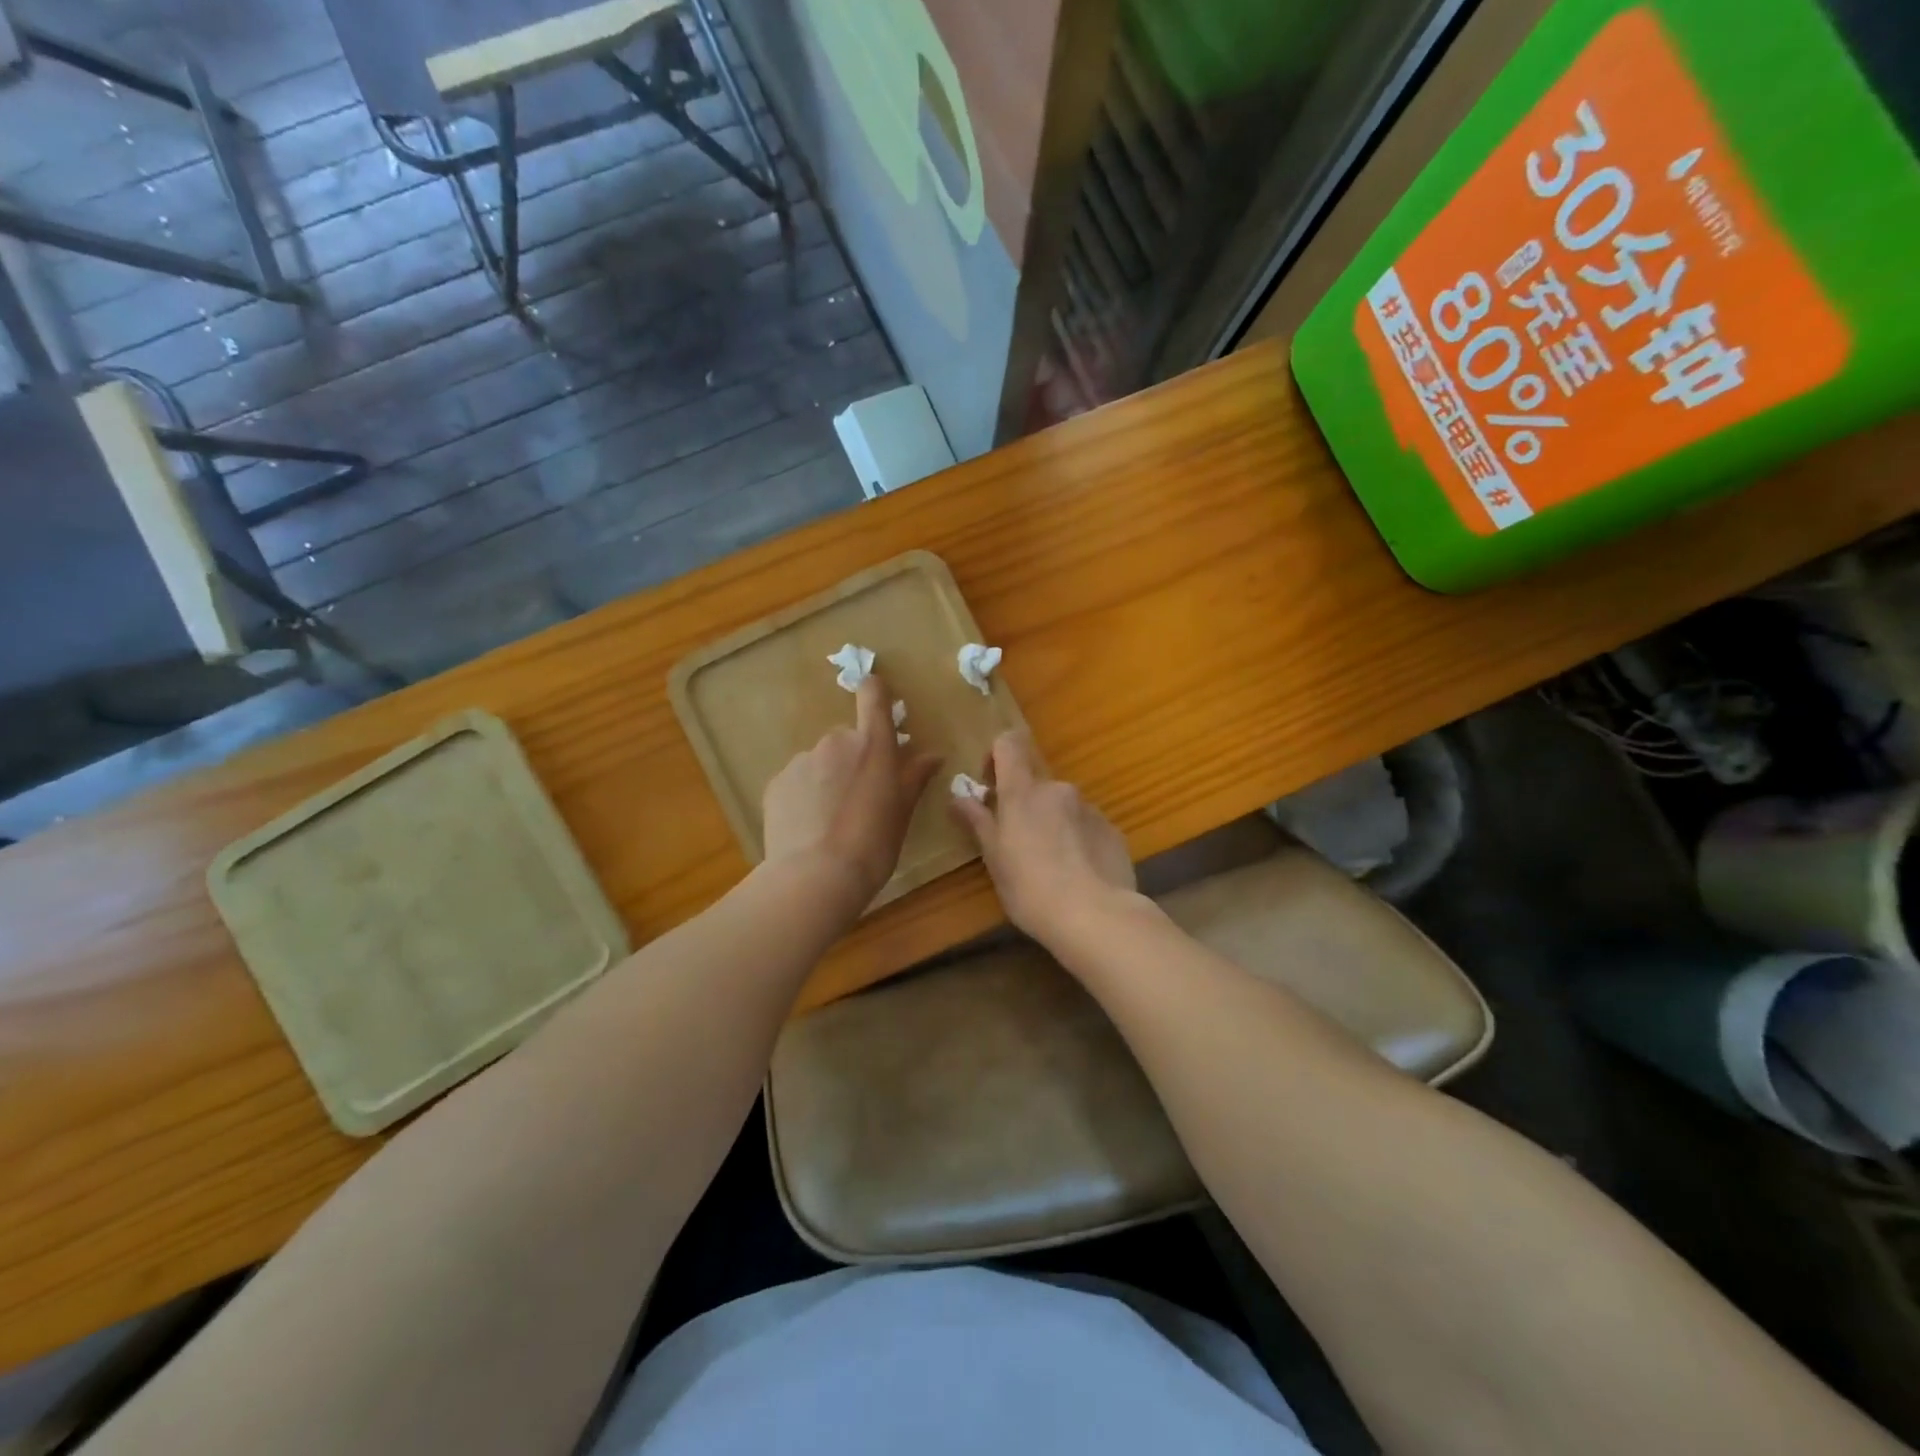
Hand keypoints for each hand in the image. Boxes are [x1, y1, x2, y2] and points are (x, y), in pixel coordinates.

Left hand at [762, 674, 940, 905]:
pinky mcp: (777, 783)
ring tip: (832, 821)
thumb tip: (933, 755)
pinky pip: (797, 782)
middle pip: (847, 739)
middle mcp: (835, 742)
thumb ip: (915, 777)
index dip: (874, 691)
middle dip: (853, 759)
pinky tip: (810, 829)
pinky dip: (804, 797)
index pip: (872, 695)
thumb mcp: (903, 812)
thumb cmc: (873, 843)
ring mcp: (801, 761)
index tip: (876, 698)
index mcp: (872, 744)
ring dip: (828, 779)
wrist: (816, 876)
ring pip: (820, 762)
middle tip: (861, 797)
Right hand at [950, 730, 1137, 944]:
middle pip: (1035, 782)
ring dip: (1053, 823)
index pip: (1009, 744)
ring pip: (1062, 806)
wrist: (1096, 917)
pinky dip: (1078, 840)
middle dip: (1025, 805)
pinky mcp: (1113, 830)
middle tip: (1018, 844)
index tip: (991, 787)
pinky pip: (1086, 826)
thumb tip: (958, 797)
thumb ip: (978, 822)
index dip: (997, 756)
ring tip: (1051, 865)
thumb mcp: (995, 859)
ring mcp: (1089, 808)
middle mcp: (1057, 790)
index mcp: (1022, 792)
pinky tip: (1078, 874)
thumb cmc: (1031, 889)